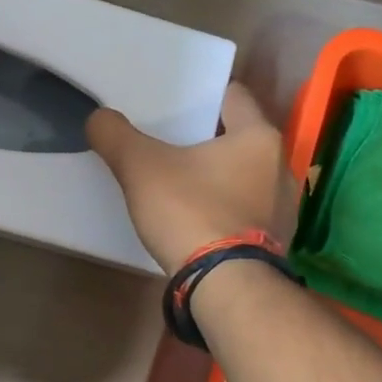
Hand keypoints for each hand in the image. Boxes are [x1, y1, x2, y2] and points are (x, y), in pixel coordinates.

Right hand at [87, 83, 294, 272]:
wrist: (225, 286)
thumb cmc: (190, 212)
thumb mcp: (140, 167)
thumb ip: (115, 136)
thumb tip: (98, 117)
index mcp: (258, 137)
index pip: (233, 96)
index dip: (203, 95)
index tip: (176, 102)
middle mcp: (280, 166)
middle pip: (238, 138)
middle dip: (207, 139)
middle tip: (169, 142)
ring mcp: (283, 208)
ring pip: (244, 176)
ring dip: (218, 176)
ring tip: (182, 183)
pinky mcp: (275, 241)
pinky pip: (246, 211)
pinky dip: (224, 208)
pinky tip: (198, 219)